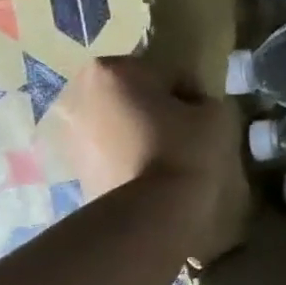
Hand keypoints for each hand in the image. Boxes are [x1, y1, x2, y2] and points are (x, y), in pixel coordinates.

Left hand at [47, 56, 230, 206]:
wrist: (151, 214)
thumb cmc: (184, 150)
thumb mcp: (217, 112)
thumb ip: (204, 99)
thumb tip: (195, 109)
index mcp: (112, 69)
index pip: (166, 72)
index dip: (189, 92)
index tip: (202, 115)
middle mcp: (78, 94)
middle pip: (134, 94)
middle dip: (156, 108)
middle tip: (184, 133)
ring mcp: (68, 134)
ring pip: (119, 122)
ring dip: (138, 132)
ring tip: (166, 157)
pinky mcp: (71, 169)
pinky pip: (109, 151)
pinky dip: (126, 157)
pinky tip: (149, 175)